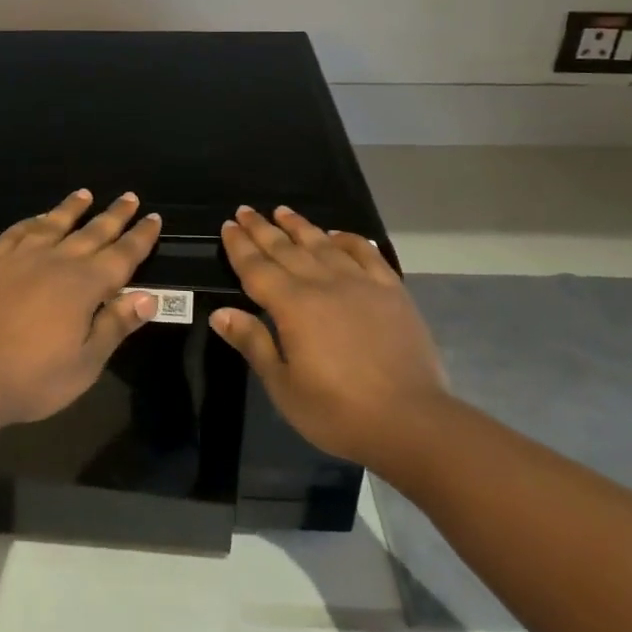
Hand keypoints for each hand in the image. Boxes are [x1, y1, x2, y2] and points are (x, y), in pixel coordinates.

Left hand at [0, 190, 162, 427]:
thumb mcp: (86, 362)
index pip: (123, 255)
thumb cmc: (33, 377)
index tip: (154, 217)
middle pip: (93, 232)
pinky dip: (31, 222)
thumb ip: (116, 325)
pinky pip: (16, 232)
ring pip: (53, 224)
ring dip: (71, 208)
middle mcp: (57, 260)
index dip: (140, 237)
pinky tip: (35, 219)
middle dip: (114, 215)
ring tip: (84, 194)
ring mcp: (20, 257)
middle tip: (129, 197)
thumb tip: (149, 296)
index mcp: (86, 285)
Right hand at [211, 205, 446, 468]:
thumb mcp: (283, 386)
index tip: (228, 225)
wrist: (411, 421)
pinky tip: (338, 235)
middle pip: (286, 249)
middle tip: (246, 210)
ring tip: (283, 211)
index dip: (240, 246)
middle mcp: (323, 284)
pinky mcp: (391, 291)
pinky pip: (366, 253)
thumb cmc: (337, 412)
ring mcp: (360, 283)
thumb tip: (220, 313)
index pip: (257, 268)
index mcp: (292, 306)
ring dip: (300, 226)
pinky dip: (349, 239)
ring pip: (323, 245)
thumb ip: (253, 343)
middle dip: (262, 229)